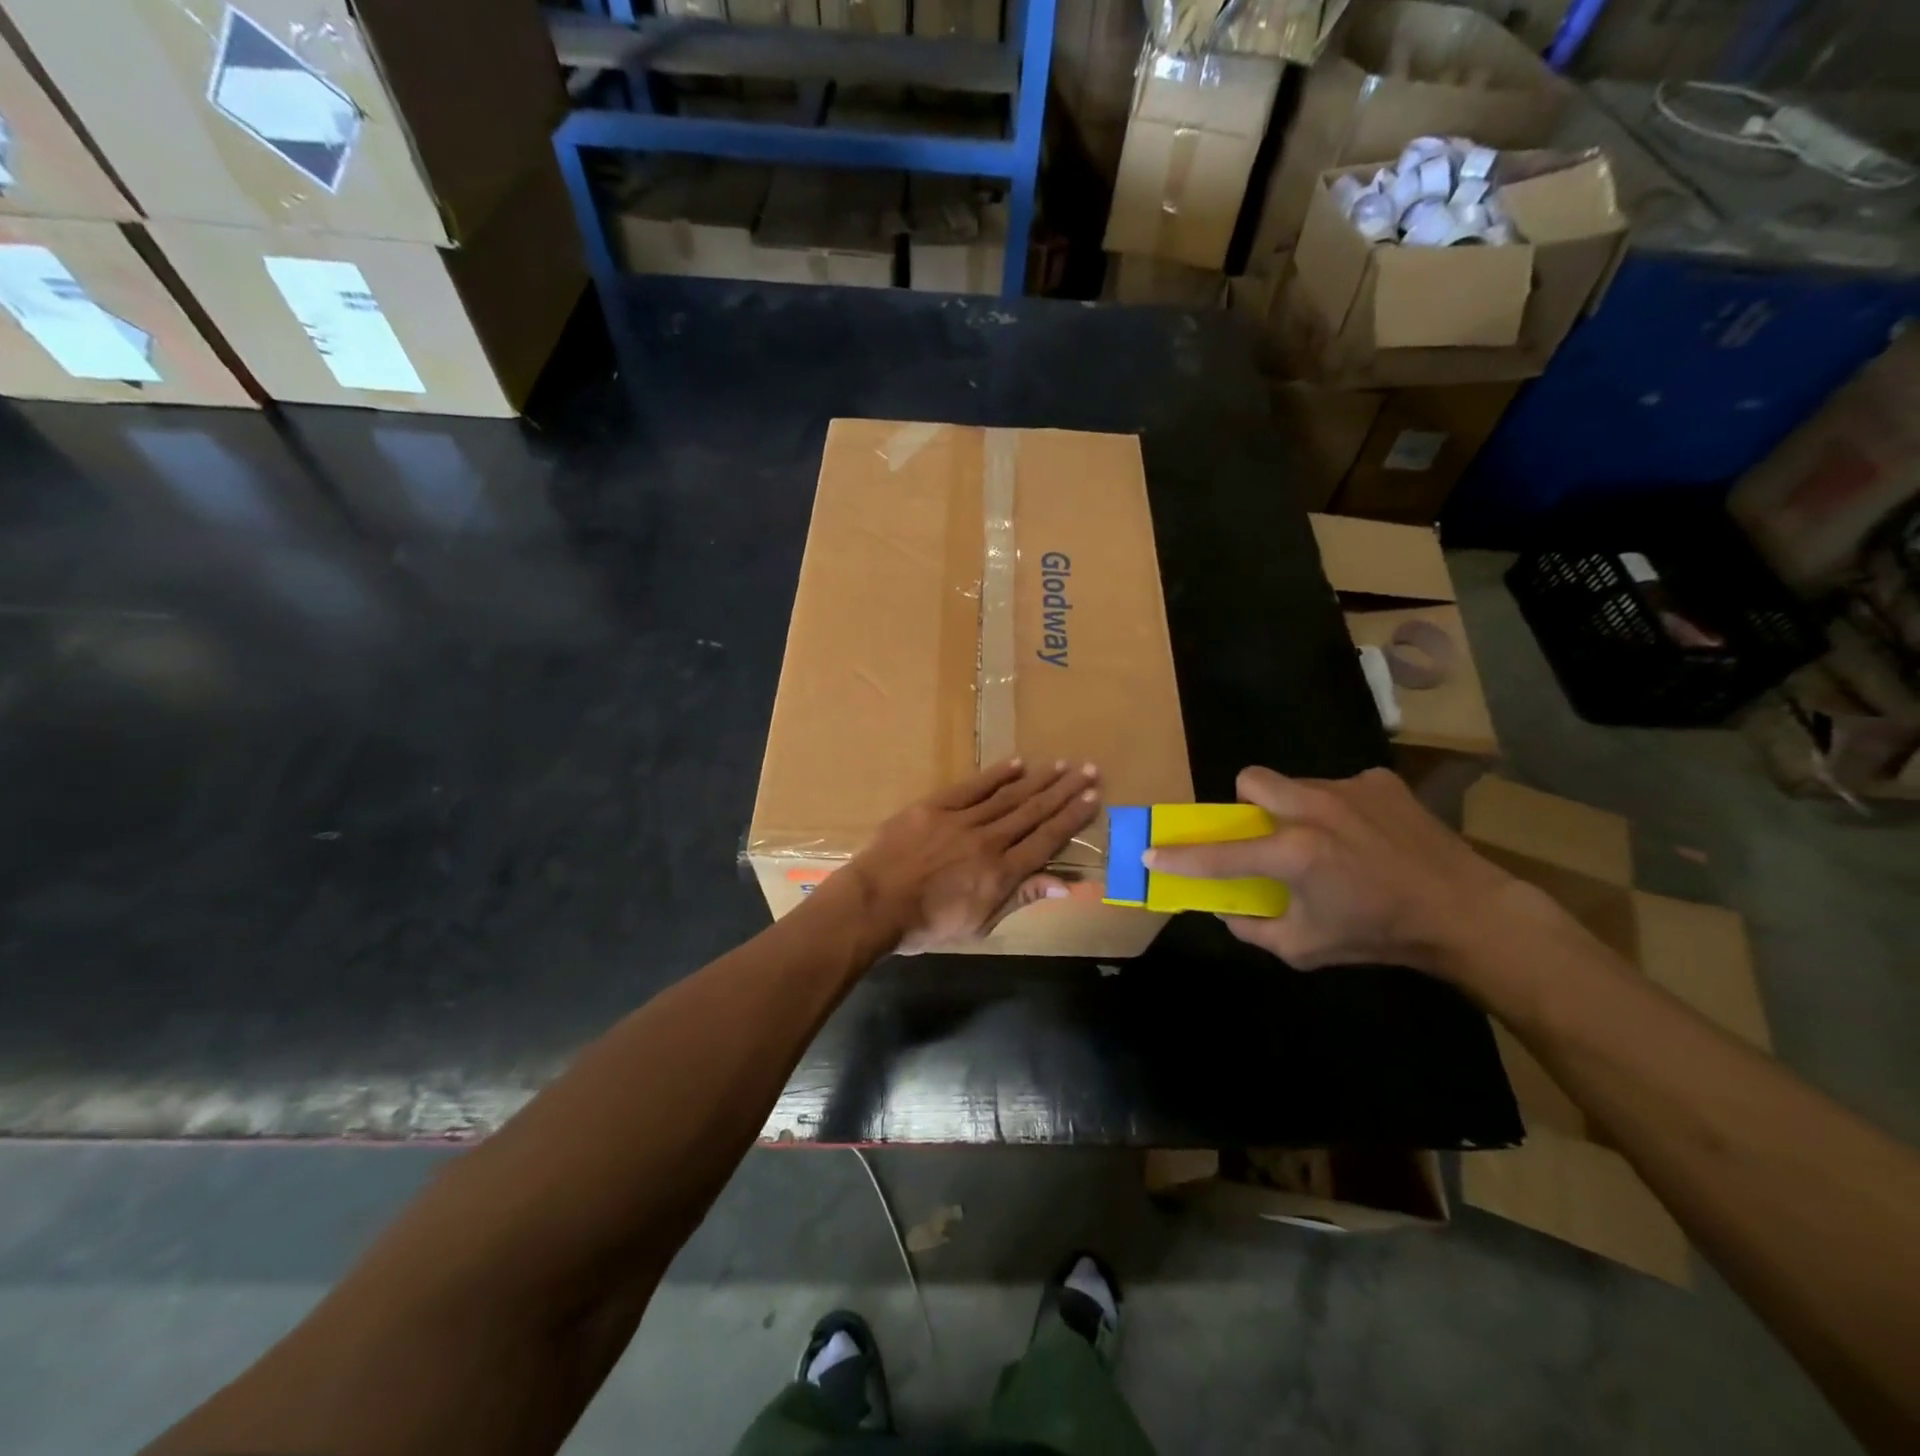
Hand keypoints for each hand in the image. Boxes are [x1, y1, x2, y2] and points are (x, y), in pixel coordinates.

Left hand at [841, 758, 1100, 953]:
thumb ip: (1020, 898)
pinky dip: (996, 775)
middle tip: (1088, 771)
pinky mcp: (935, 807)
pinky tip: (1017, 762)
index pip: (1046, 840)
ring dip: (1038, 780)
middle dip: (1064, 791)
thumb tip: (1063, 883)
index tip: (1093, 799)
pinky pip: (972, 787)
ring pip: (1008, 796)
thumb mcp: (979, 925)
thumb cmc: (926, 925)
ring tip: (1061, 765)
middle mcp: (989, 841)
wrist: (874, 904)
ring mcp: (961, 821)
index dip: (1072, 819)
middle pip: (1034, 812)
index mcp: (1001, 874)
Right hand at [1143, 766, 1515, 975]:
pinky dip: (1337, 810)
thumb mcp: (1305, 948)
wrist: (1466, 912)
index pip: (1220, 854)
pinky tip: (1364, 837)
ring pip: (1295, 784)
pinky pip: (1336, 788)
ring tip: (1325, 841)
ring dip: (1294, 809)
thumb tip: (1226, 909)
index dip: (1179, 857)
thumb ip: (1253, 928)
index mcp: (1294, 854)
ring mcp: (1348, 789)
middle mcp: (1313, 810)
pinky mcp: (1378, 781)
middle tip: (1264, 834)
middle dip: (1245, 805)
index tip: (1151, 853)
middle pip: (1250, 780)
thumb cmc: (1378, 935)